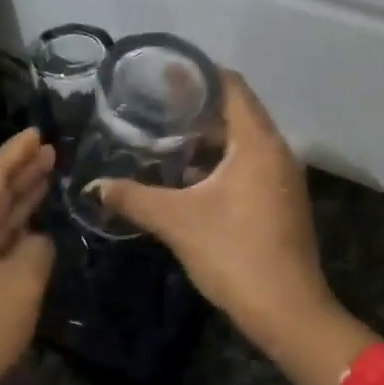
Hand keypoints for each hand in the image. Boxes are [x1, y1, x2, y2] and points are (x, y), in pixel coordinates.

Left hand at [0, 127, 56, 384]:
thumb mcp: (21, 285)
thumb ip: (38, 251)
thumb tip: (37, 242)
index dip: (15, 152)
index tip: (38, 132)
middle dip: (20, 172)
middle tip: (51, 152)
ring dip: (18, 200)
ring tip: (46, 177)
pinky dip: (13, 231)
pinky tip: (32, 227)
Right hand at [95, 73, 374, 384]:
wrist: (287, 311)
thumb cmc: (234, 254)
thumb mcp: (178, 221)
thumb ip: (134, 198)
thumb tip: (95, 186)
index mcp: (258, 143)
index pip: (231, 86)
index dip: (198, 75)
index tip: (164, 73)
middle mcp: (278, 152)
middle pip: (238, 112)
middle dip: (198, 108)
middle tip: (156, 107)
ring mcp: (284, 179)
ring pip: (244, 142)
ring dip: (209, 139)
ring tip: (167, 140)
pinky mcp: (282, 202)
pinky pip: (251, 165)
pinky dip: (222, 163)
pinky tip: (191, 180)